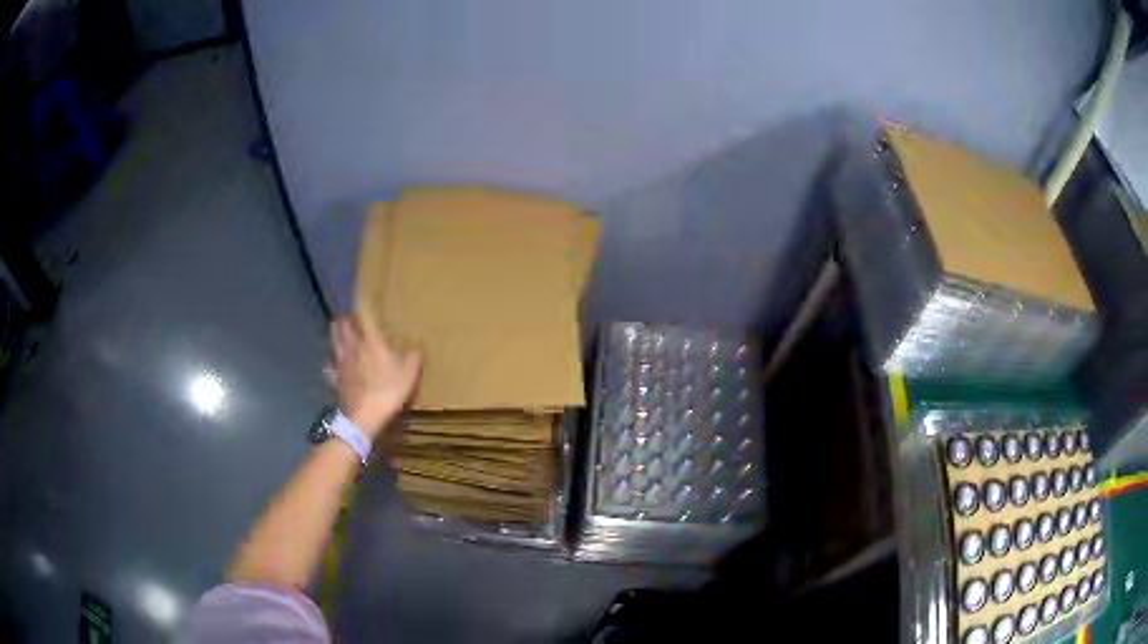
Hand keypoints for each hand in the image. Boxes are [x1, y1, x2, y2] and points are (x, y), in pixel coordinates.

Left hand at [327, 314, 422, 439]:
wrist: (364, 416)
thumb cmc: (388, 391)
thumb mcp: (409, 374)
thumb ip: (413, 356)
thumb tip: (417, 342)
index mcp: (370, 341)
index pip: (363, 316)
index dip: (363, 307)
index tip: (366, 302)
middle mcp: (353, 347)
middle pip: (343, 326)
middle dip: (346, 318)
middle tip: (350, 316)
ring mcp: (341, 363)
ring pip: (334, 341)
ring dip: (335, 333)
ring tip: (337, 328)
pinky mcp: (336, 378)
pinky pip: (330, 366)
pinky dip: (330, 361)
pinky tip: (331, 363)